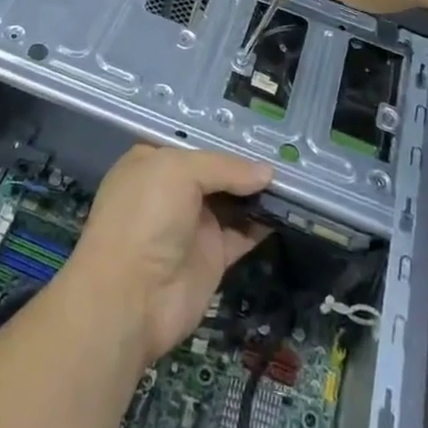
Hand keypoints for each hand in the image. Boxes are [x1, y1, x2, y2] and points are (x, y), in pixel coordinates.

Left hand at [66, 145, 271, 365]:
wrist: (130, 298)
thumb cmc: (145, 216)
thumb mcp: (179, 172)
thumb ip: (224, 167)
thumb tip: (267, 173)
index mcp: (153, 161)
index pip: (193, 142)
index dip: (223, 136)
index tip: (260, 129)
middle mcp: (172, 190)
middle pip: (217, 171)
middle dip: (247, 164)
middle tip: (288, 150)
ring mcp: (192, 224)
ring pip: (233, 201)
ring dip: (260, 193)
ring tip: (296, 177)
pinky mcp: (212, 256)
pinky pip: (244, 233)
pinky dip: (265, 223)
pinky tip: (292, 210)